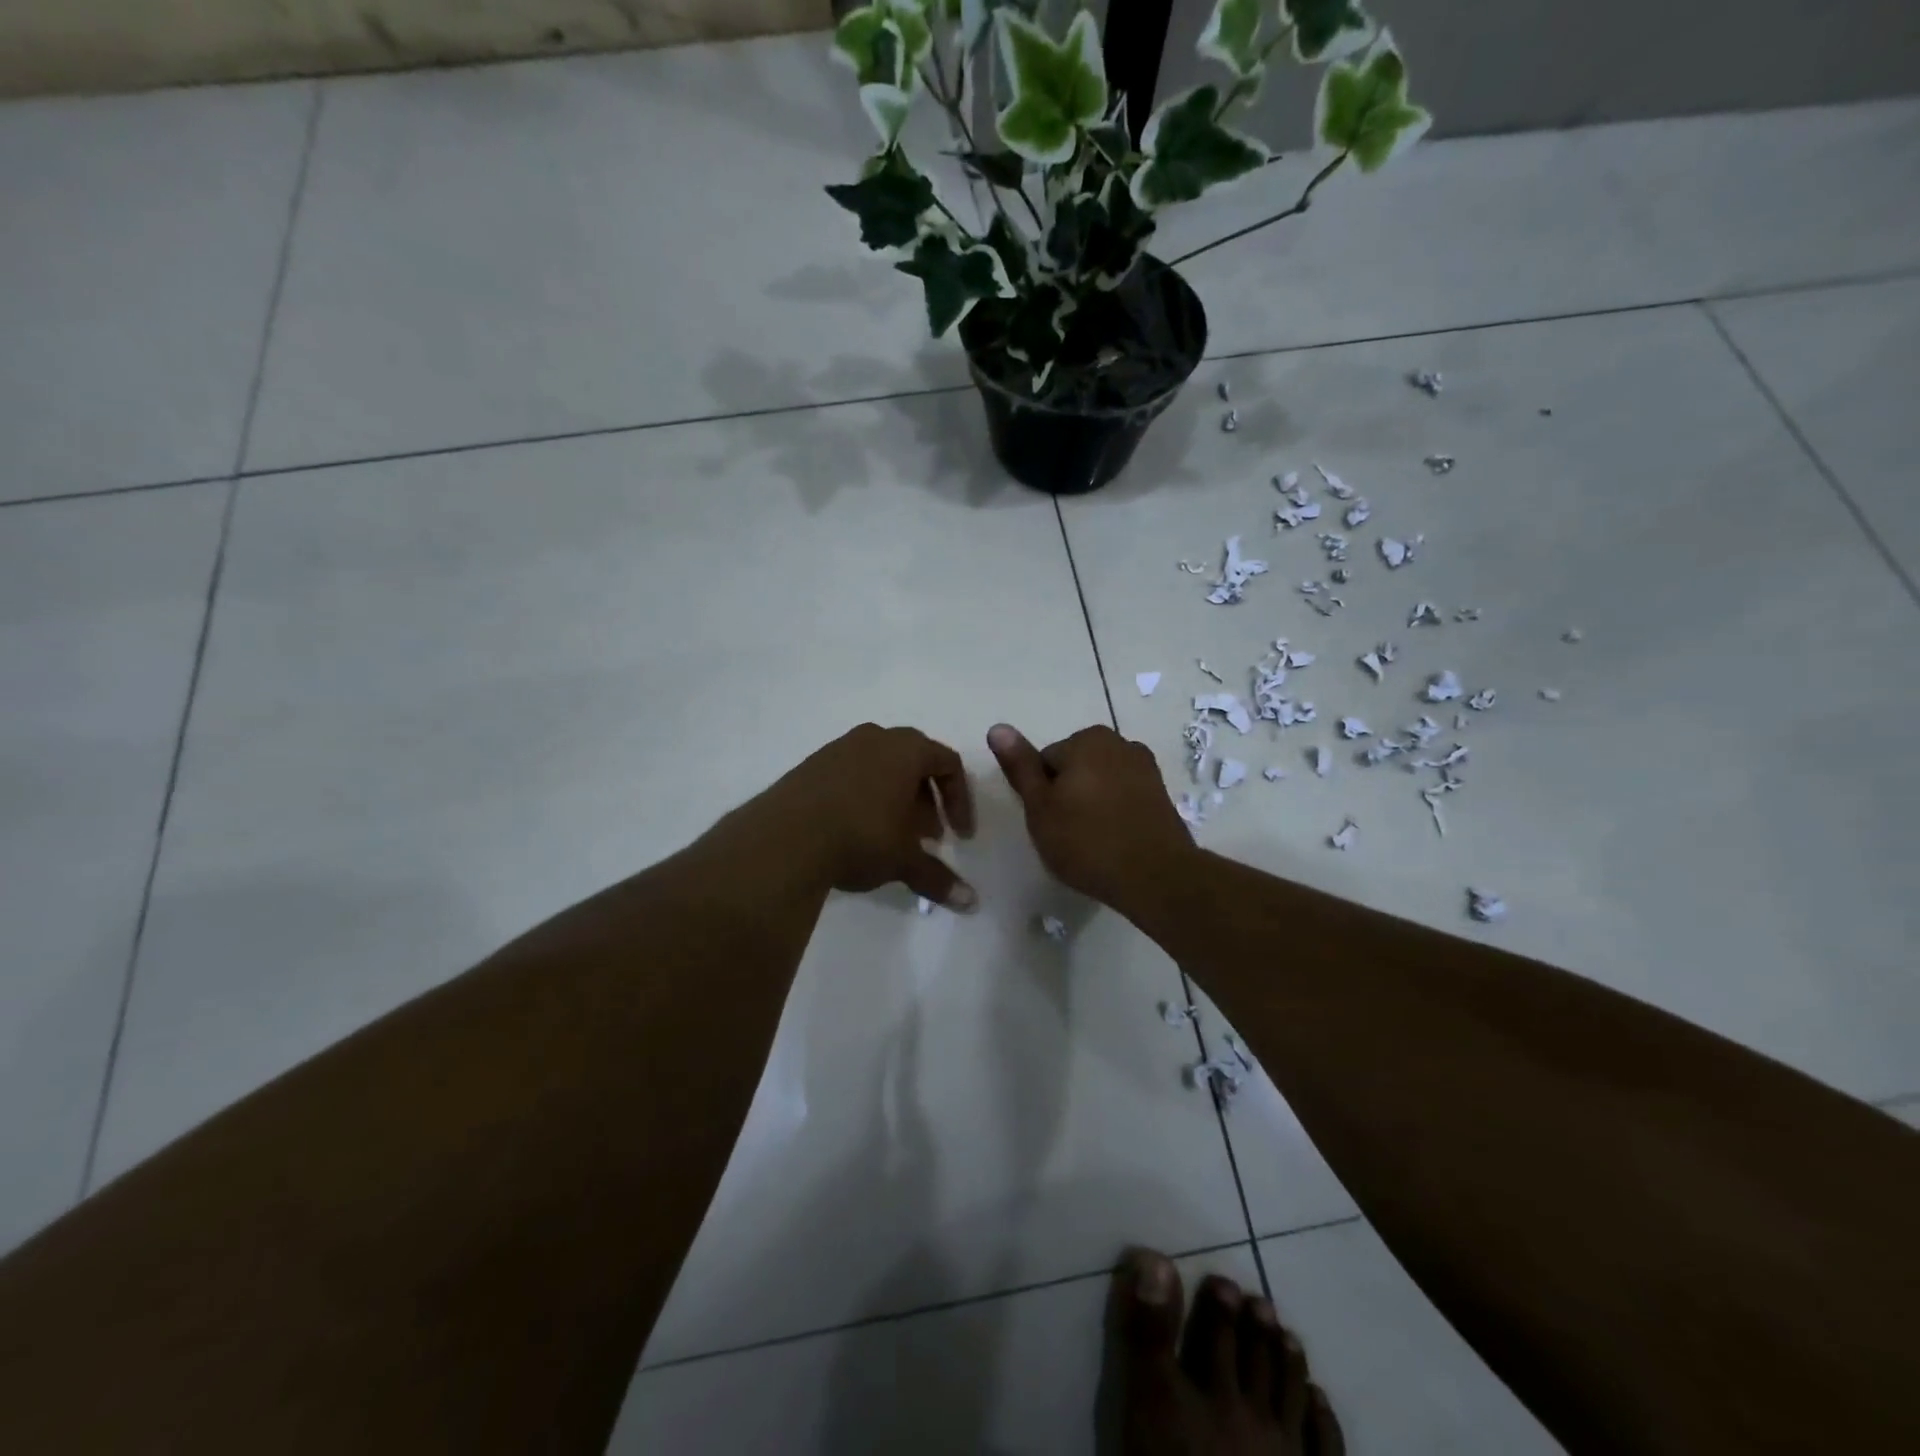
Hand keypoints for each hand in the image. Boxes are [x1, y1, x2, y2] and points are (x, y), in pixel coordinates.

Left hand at [753, 724, 978, 908]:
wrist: (784, 838)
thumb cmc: (860, 837)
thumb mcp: (904, 860)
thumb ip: (938, 878)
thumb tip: (972, 904)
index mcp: (906, 749)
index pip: (948, 763)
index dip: (960, 800)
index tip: (959, 836)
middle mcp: (874, 738)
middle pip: (914, 761)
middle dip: (927, 800)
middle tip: (928, 836)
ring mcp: (838, 748)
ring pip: (881, 767)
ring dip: (896, 798)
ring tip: (893, 836)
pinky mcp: (811, 765)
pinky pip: (851, 774)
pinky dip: (865, 797)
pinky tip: (856, 831)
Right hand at [987, 723, 1195, 916]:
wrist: (1156, 877)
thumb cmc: (1087, 841)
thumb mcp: (1040, 807)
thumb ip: (1020, 766)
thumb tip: (997, 727)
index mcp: (1087, 740)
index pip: (1045, 761)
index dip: (1040, 794)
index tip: (1048, 822)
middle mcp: (1120, 743)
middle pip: (1074, 768)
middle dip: (1068, 795)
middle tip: (1066, 834)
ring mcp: (1145, 768)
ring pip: (1100, 782)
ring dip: (1092, 804)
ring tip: (1091, 841)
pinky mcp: (1161, 793)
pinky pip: (1124, 796)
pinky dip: (1115, 812)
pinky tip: (1114, 841)